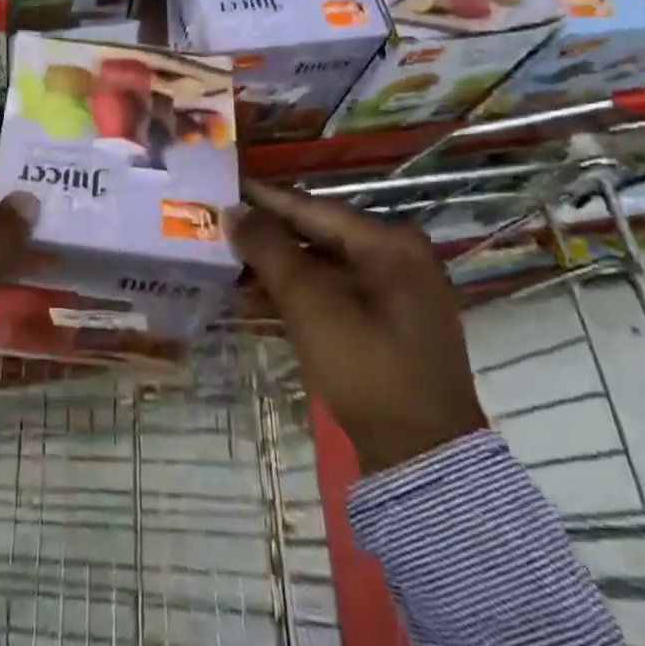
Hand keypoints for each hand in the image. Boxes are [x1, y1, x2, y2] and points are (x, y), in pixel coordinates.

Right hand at [227, 179, 486, 475]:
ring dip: (279, 264)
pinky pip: (334, 291)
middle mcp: (399, 258)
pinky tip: (258, 293)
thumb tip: (234, 211)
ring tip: (230, 256)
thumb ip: (270, 251)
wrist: (422, 460)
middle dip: (269, 232)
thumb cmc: (367, 369)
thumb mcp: (311, 305)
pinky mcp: (389, 323)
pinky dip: (298, 290)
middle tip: (222, 221)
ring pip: (324, 264)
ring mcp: (397, 293)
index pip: (314, 208)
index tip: (226, 185)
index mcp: (391, 244)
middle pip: (320, 234)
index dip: (265, 198)